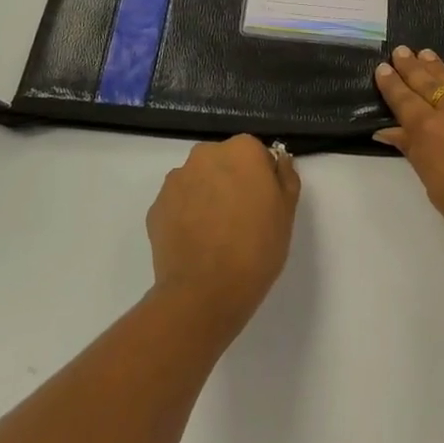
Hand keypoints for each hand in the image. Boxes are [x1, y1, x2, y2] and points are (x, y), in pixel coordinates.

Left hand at [146, 136, 300, 331]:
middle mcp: (205, 155)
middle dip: (231, 182)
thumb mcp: (287, 212)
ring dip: (206, 197)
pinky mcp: (156, 207)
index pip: (255, 153)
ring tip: (216, 235)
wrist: (206, 292)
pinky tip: (196, 244)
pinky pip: (178, 204)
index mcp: (242, 150)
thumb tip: (278, 161)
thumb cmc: (257, 248)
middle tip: (242, 219)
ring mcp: (176, 180)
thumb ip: (285, 177)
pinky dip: (186, 216)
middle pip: (223, 162)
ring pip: (198, 181)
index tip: (264, 203)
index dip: (261, 178)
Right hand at [374, 48, 443, 284]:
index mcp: (429, 131)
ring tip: (426, 54)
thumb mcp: (437, 189)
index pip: (404, 101)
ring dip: (439, 68)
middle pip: (428, 83)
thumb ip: (415, 153)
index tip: (381, 68)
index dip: (391, 84)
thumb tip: (390, 131)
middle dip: (411, 67)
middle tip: (401, 51)